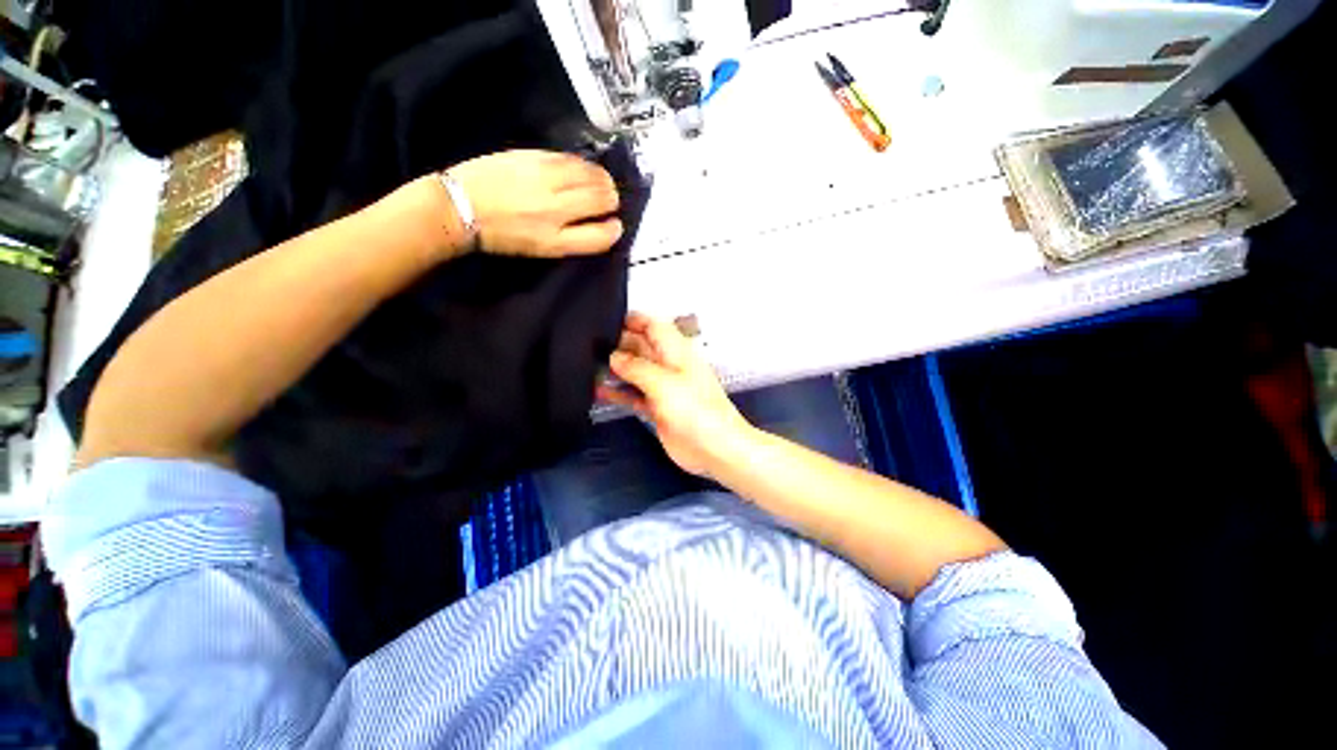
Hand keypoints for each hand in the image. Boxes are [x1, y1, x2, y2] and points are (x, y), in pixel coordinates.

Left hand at [447, 150, 622, 257]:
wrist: (459, 206)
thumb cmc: (502, 235)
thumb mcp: (541, 249)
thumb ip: (573, 238)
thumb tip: (601, 223)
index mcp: (555, 240)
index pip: (600, 236)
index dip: (614, 230)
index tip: (615, 225)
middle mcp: (554, 209)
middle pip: (600, 199)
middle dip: (612, 199)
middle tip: (610, 199)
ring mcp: (543, 179)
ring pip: (589, 174)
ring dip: (602, 178)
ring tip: (601, 181)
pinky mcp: (532, 156)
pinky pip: (569, 158)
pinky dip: (582, 164)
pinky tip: (580, 169)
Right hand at [598, 312, 755, 478]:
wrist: (714, 448)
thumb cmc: (695, 410)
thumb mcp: (663, 383)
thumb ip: (636, 367)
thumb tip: (614, 356)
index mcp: (676, 351)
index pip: (653, 326)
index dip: (632, 320)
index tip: (605, 322)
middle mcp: (668, 365)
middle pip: (641, 347)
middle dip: (618, 345)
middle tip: (589, 347)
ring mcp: (663, 388)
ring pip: (635, 371)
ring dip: (615, 369)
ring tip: (587, 367)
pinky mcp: (657, 408)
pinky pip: (634, 395)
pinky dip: (618, 393)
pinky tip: (599, 392)